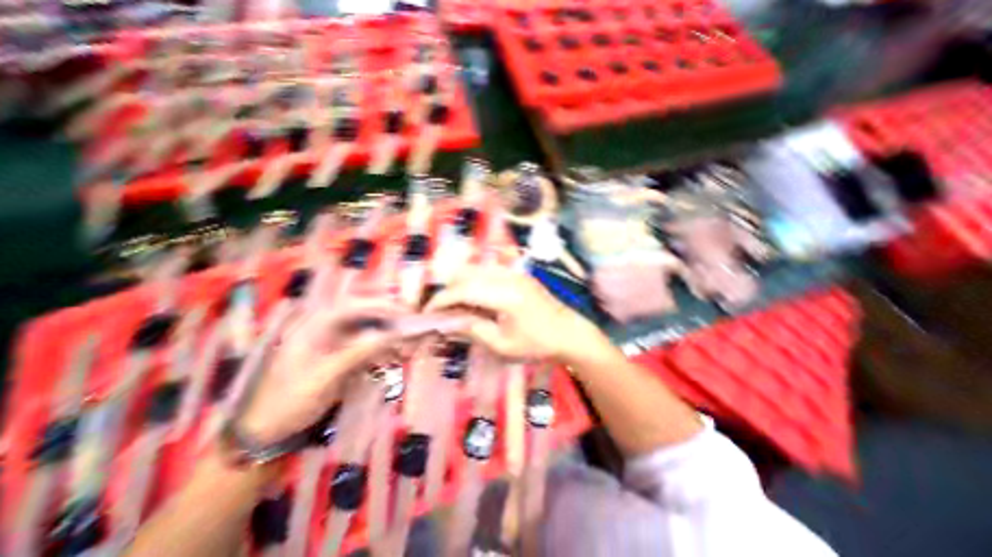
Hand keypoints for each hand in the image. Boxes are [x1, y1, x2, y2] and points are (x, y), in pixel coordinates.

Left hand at [234, 300, 405, 442]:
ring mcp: (334, 341)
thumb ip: (359, 352)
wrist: (268, 431)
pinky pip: (367, 345)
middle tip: (411, 326)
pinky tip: (395, 356)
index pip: (353, 305)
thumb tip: (391, 335)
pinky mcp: (341, 354)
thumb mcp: (325, 376)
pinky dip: (382, 349)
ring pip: (369, 329)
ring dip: (389, 335)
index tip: (405, 312)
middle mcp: (326, 327)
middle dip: (389, 318)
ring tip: (407, 345)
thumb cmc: (290, 400)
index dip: (381, 305)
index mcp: (314, 325)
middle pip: (364, 314)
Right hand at [425, 265, 608, 364]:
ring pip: (477, 270)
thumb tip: (449, 322)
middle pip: (468, 274)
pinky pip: (489, 271)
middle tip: (440, 309)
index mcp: (504, 295)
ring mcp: (515, 273)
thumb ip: (473, 330)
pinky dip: (475, 281)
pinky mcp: (519, 275)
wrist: (568, 333)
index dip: (442, 300)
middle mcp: (508, 277)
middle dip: (449, 290)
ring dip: (461, 284)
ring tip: (455, 304)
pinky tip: (475, 297)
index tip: (428, 312)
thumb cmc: (537, 344)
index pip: (463, 290)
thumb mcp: (502, 345)